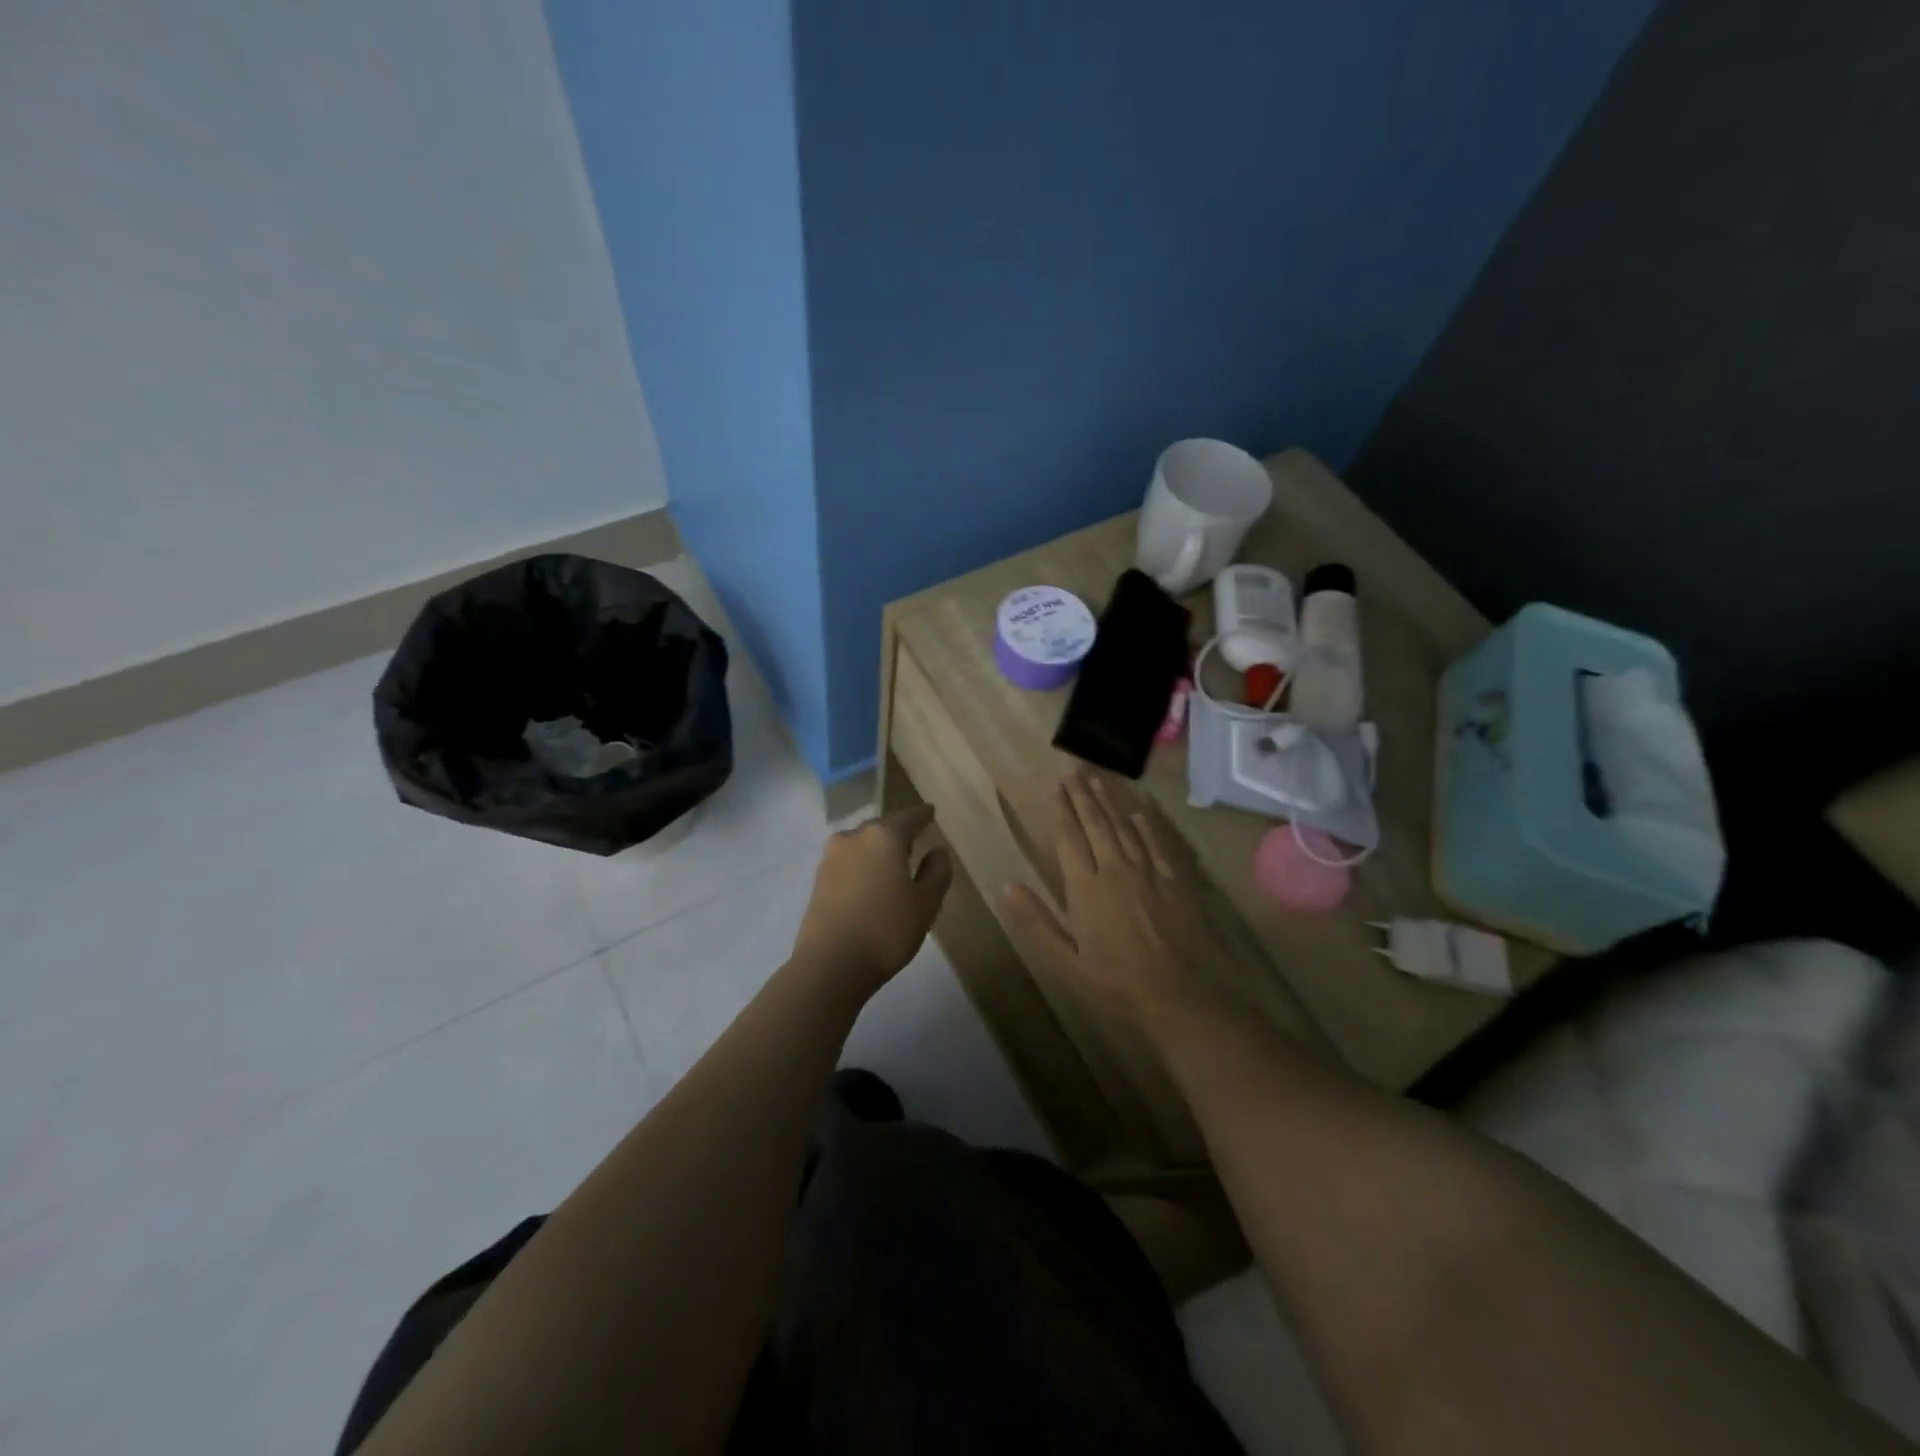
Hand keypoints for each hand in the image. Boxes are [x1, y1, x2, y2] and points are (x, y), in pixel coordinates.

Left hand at [791, 804, 953, 998]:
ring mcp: (831, 856)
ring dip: (879, 848)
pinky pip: (849, 860)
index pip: (909, 817)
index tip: (931, 811)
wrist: (830, 964)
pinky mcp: (818, 878)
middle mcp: (855, 836)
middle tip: (916, 838)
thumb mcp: (926, 903)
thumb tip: (937, 851)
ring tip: (894, 861)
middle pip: (882, 827)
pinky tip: (872, 879)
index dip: (923, 815)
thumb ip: (937, 872)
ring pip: (863, 843)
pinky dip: (863, 863)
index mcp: (884, 836)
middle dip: (899, 831)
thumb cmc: (886, 930)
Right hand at [999, 772, 1220, 1024]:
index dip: (1062, 811)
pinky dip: (1145, 826)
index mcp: (1086, 888)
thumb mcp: (1066, 962)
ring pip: (1125, 828)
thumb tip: (1007, 886)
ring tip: (1098, 781)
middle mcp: (1116, 870)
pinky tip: (1138, 812)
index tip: (1055, 787)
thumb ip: (1036, 922)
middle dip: (1083, 797)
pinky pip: (1156, 845)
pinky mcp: (1174, 882)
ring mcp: (1148, 873)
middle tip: (1073, 772)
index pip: (1070, 838)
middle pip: (1097, 825)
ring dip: (1110, 803)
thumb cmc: (1115, 983)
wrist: (1178, 996)